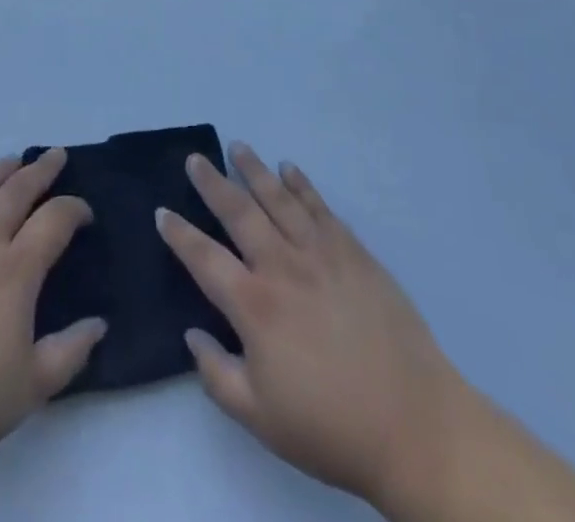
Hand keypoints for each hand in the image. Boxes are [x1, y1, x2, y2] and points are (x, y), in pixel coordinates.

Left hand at [0, 149, 103, 520]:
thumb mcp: (31, 389)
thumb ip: (70, 352)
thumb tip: (99, 324)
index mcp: (14, 271)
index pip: (54, 220)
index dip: (75, 209)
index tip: (84, 213)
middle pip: (16, 190)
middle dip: (41, 170)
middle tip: (56, 156)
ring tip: (12, 162)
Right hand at [156, 144, 473, 516]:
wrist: (412, 423)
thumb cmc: (329, 427)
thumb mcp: (260, 419)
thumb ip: (217, 374)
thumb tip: (192, 334)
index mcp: (254, 306)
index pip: (204, 258)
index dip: (180, 234)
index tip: (162, 211)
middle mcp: (282, 266)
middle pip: (239, 212)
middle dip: (213, 183)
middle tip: (195, 159)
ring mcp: (320, 252)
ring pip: (279, 198)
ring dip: (255, 170)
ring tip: (237, 147)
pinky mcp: (353, 251)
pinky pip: (320, 207)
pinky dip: (302, 184)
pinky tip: (290, 169)